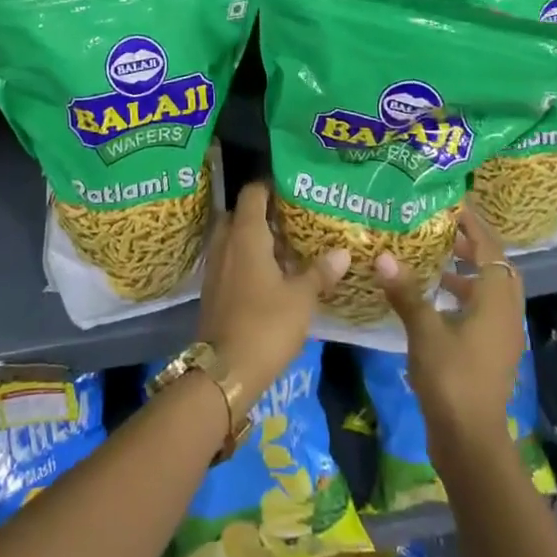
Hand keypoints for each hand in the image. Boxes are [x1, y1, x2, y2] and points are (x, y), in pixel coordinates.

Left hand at [196, 182, 347, 417]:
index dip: (270, 186)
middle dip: (263, 212)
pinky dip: (247, 259)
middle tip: (292, 218)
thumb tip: (342, 251)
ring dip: (254, 238)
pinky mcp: (213, 289)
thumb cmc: (266, 324)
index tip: (292, 188)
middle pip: (240, 214)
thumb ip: (320, 272)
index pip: (252, 193)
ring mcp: (216, 267)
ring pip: (233, 238)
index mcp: (246, 234)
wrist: (225, 371)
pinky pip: (230, 260)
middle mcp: (226, 243)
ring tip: (286, 246)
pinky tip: (270, 274)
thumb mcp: (302, 298)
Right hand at [374, 201, 524, 457]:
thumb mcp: (424, 331)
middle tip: (443, 229)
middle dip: (473, 246)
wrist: (470, 440)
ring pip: (490, 291)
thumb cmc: (451, 378)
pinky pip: (482, 311)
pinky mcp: (491, 354)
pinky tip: (434, 301)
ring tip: (435, 260)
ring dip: (468, 272)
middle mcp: (506, 314)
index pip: (491, 249)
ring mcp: (501, 336)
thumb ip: (406, 292)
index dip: (475, 224)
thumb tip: (384, 256)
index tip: (453, 204)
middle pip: (497, 268)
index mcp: (496, 301)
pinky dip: (464, 297)